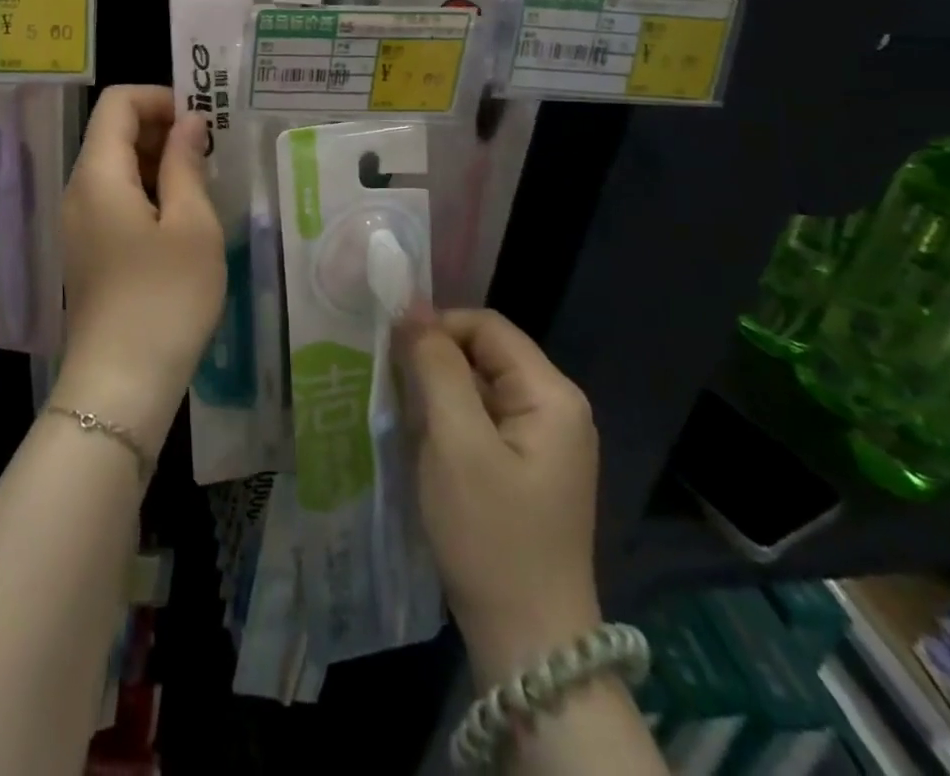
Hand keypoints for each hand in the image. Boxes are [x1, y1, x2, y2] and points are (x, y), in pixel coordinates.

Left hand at [57, 86, 225, 442]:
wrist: (119, 385)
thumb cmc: (164, 299)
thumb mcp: (192, 226)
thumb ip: (187, 164)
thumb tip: (190, 123)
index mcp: (98, 174)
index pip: (118, 102)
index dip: (160, 98)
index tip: (202, 121)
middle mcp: (78, 190)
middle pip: (112, 132)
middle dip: (161, 129)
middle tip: (212, 153)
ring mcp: (78, 222)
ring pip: (115, 167)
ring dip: (158, 162)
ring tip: (203, 186)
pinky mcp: (87, 250)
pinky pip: (114, 199)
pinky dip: (147, 192)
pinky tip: (181, 220)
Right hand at [396, 308, 601, 684]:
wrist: (529, 642)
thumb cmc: (492, 534)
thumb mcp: (455, 441)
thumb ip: (435, 367)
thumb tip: (411, 308)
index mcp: (552, 394)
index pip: (486, 326)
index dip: (437, 328)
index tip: (393, 354)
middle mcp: (556, 408)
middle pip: (484, 353)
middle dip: (436, 363)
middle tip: (394, 389)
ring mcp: (544, 440)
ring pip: (479, 386)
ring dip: (438, 393)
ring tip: (405, 418)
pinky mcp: (527, 467)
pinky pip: (482, 419)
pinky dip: (450, 421)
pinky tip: (425, 446)